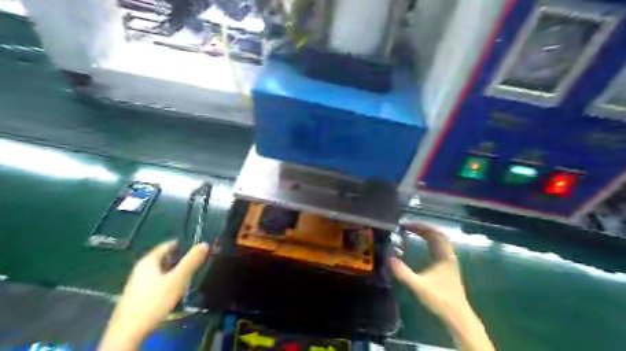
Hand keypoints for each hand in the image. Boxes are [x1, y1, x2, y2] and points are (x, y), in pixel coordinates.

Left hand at [97, 242, 208, 350]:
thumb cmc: (154, 301)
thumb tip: (204, 243)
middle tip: (194, 260)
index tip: (194, 246)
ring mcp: (137, 284)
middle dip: (178, 258)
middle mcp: (140, 269)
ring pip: (159, 271)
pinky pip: (156, 282)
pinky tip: (174, 289)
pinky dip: (167, 281)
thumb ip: (191, 262)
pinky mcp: (137, 297)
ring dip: (173, 271)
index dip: (180, 244)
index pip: (166, 246)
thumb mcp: (177, 279)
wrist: (127, 332)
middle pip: (162, 259)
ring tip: (188, 274)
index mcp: (148, 261)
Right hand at [389, 224, 466, 321]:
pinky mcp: (448, 267)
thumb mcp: (419, 286)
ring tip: (413, 232)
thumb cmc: (440, 300)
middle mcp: (449, 256)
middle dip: (422, 228)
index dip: (420, 226)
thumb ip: (403, 273)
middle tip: (407, 227)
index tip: (406, 225)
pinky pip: (439, 247)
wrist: (457, 316)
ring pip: (439, 241)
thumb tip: (390, 259)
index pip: (435, 233)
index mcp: (445, 256)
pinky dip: (429, 241)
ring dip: (426, 234)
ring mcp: (449, 261)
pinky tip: (422, 245)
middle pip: (437, 235)